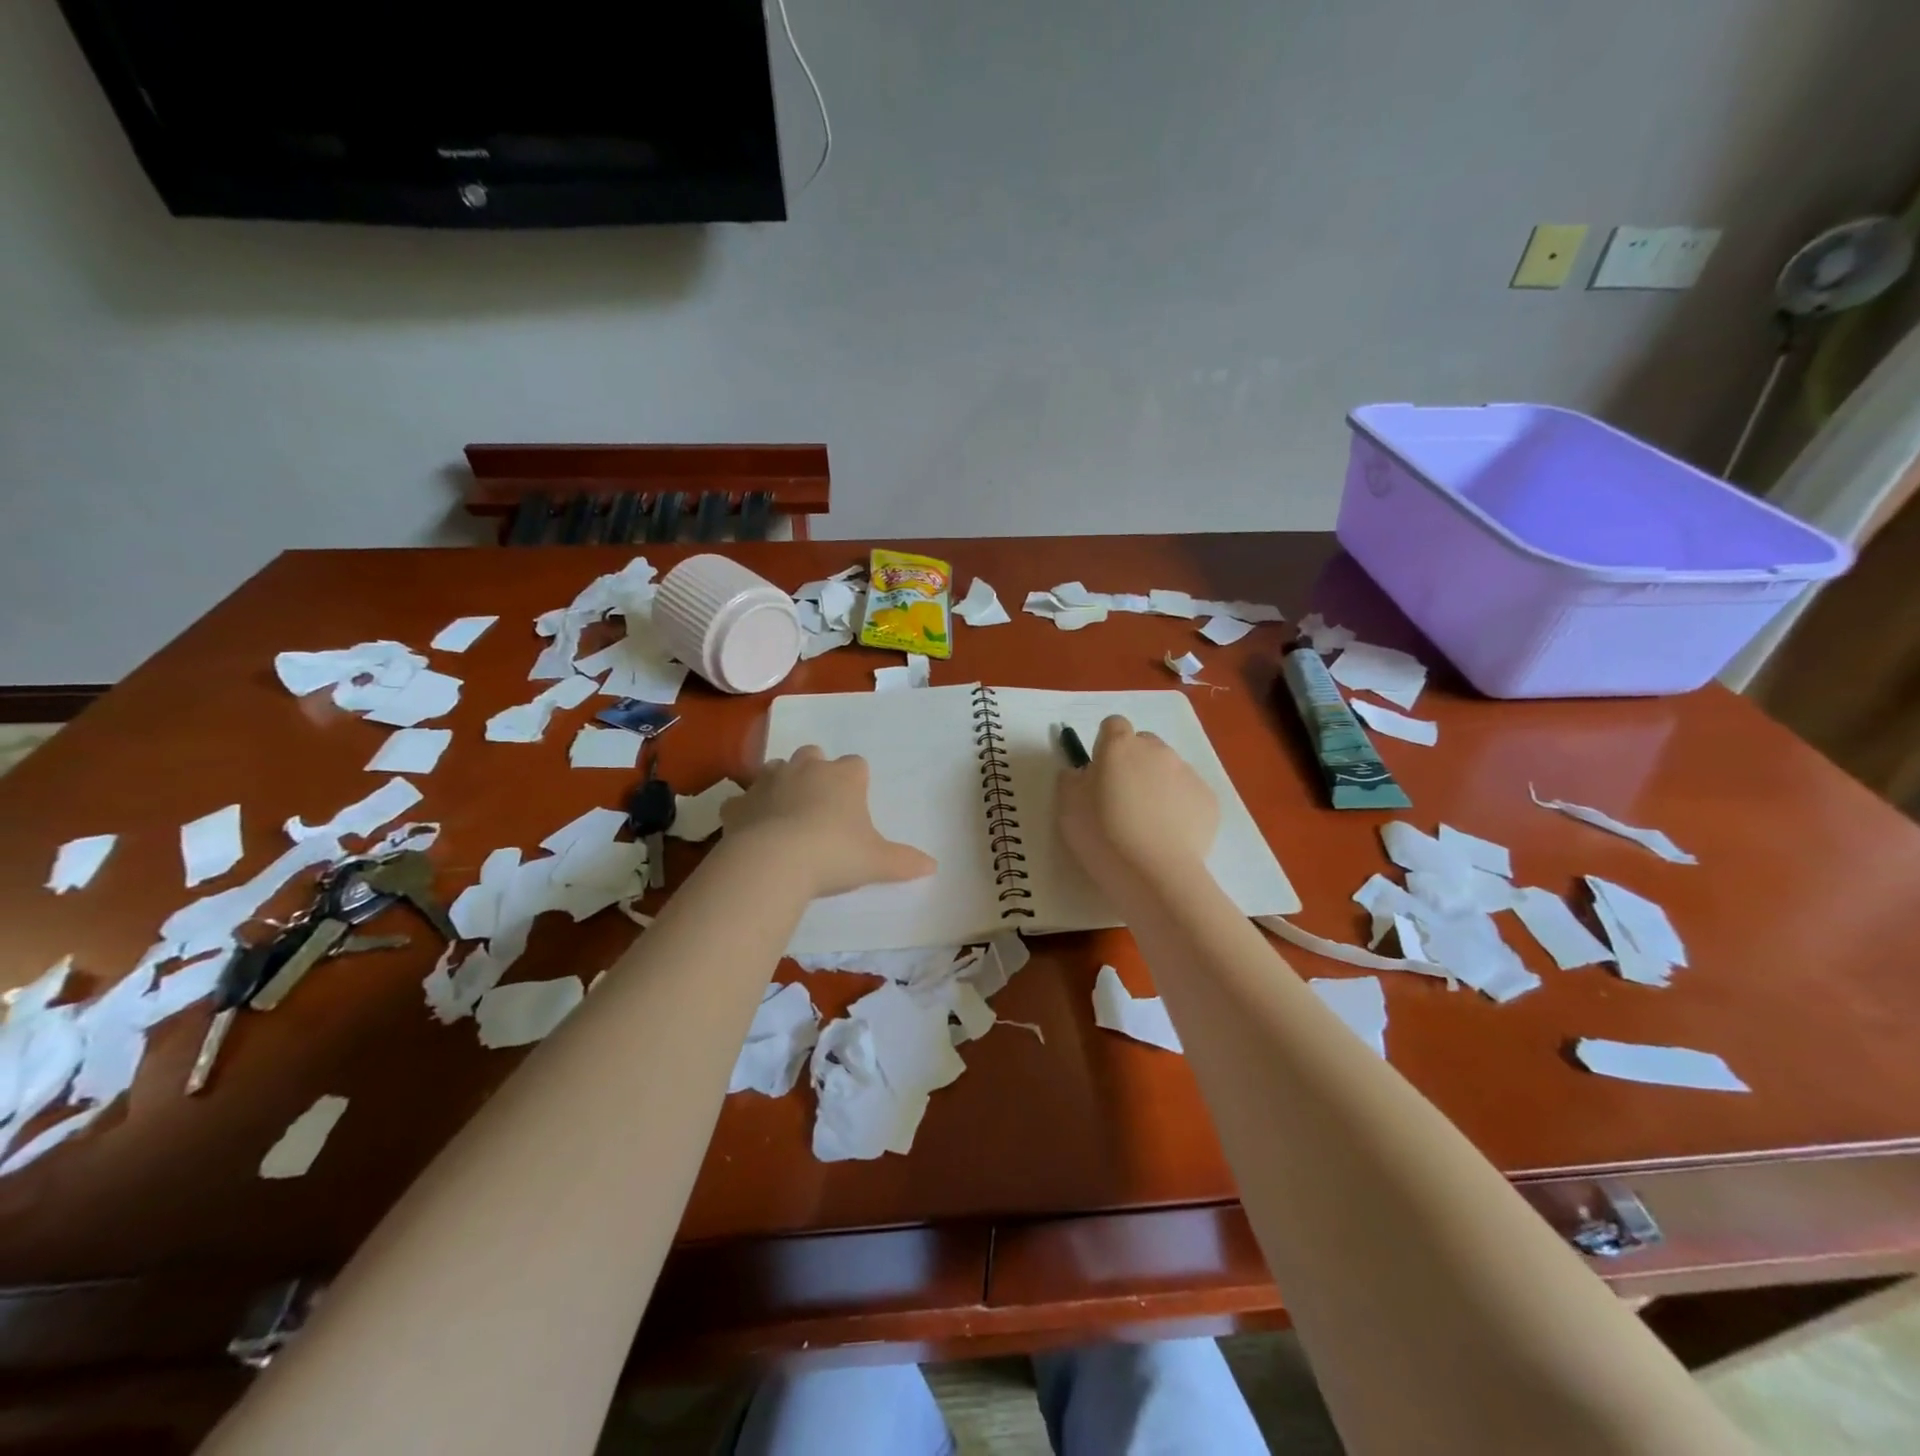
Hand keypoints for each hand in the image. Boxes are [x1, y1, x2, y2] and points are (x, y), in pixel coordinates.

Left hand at [722, 746, 936, 897]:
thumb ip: (904, 862)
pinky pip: (742, 800)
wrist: (775, 861)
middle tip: (820, 803)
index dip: (856, 781)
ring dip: (781, 783)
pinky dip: (746, 810)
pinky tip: (751, 830)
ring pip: (776, 768)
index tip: (856, 804)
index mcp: (843, 776)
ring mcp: (768, 781)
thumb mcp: (877, 862)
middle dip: (816, 771)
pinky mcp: (739, 802)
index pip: (856, 764)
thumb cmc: (835, 854)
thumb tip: (933, 866)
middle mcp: (806, 769)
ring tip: (786, 812)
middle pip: (813, 754)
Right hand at [1057, 715, 1218, 893]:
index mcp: (1119, 747)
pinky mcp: (1208, 799)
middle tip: (1122, 798)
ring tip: (1148, 822)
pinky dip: (1180, 806)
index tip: (1100, 771)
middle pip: (1144, 744)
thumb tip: (1080, 772)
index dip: (1106, 744)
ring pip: (1169, 768)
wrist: (1154, 873)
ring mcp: (1187, 773)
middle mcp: (1157, 751)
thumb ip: (1071, 780)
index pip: (1114, 725)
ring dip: (1157, 784)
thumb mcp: (1067, 807)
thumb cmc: (1102, 836)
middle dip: (1134, 762)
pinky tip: (1169, 835)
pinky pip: (1189, 793)